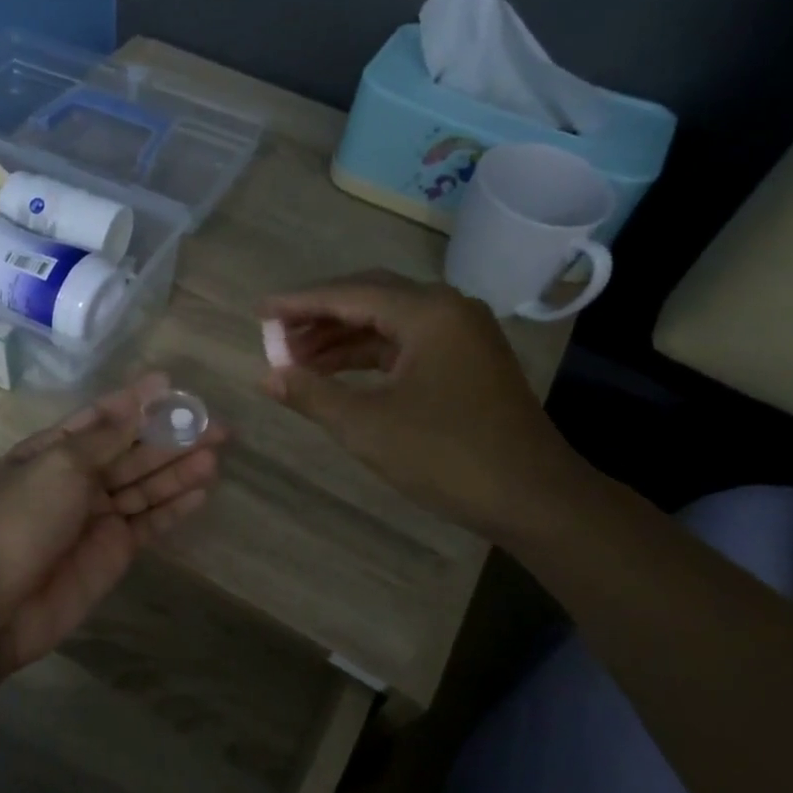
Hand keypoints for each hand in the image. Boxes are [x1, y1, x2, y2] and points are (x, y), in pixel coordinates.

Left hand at [0, 372, 224, 675]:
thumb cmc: (22, 518)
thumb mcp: (60, 465)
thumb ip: (106, 437)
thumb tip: (137, 401)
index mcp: (53, 451)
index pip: (101, 418)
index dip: (136, 402)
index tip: (172, 385)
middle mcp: (76, 479)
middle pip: (131, 452)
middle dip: (171, 437)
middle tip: (217, 426)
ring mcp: (96, 517)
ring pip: (145, 486)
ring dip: (178, 470)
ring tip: (216, 454)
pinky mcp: (114, 551)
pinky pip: (149, 523)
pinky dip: (173, 508)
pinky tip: (201, 491)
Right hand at [260, 271, 586, 538]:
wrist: (533, 497)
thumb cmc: (447, 456)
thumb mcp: (367, 426)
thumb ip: (312, 394)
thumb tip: (267, 377)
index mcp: (427, 313)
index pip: (349, 294)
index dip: (298, 303)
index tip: (259, 311)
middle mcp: (447, 309)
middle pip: (369, 298)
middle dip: (319, 316)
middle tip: (275, 336)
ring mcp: (461, 334)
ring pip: (388, 322)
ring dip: (342, 337)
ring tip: (296, 359)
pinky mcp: (466, 360)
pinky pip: (405, 343)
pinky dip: (368, 355)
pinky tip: (337, 373)